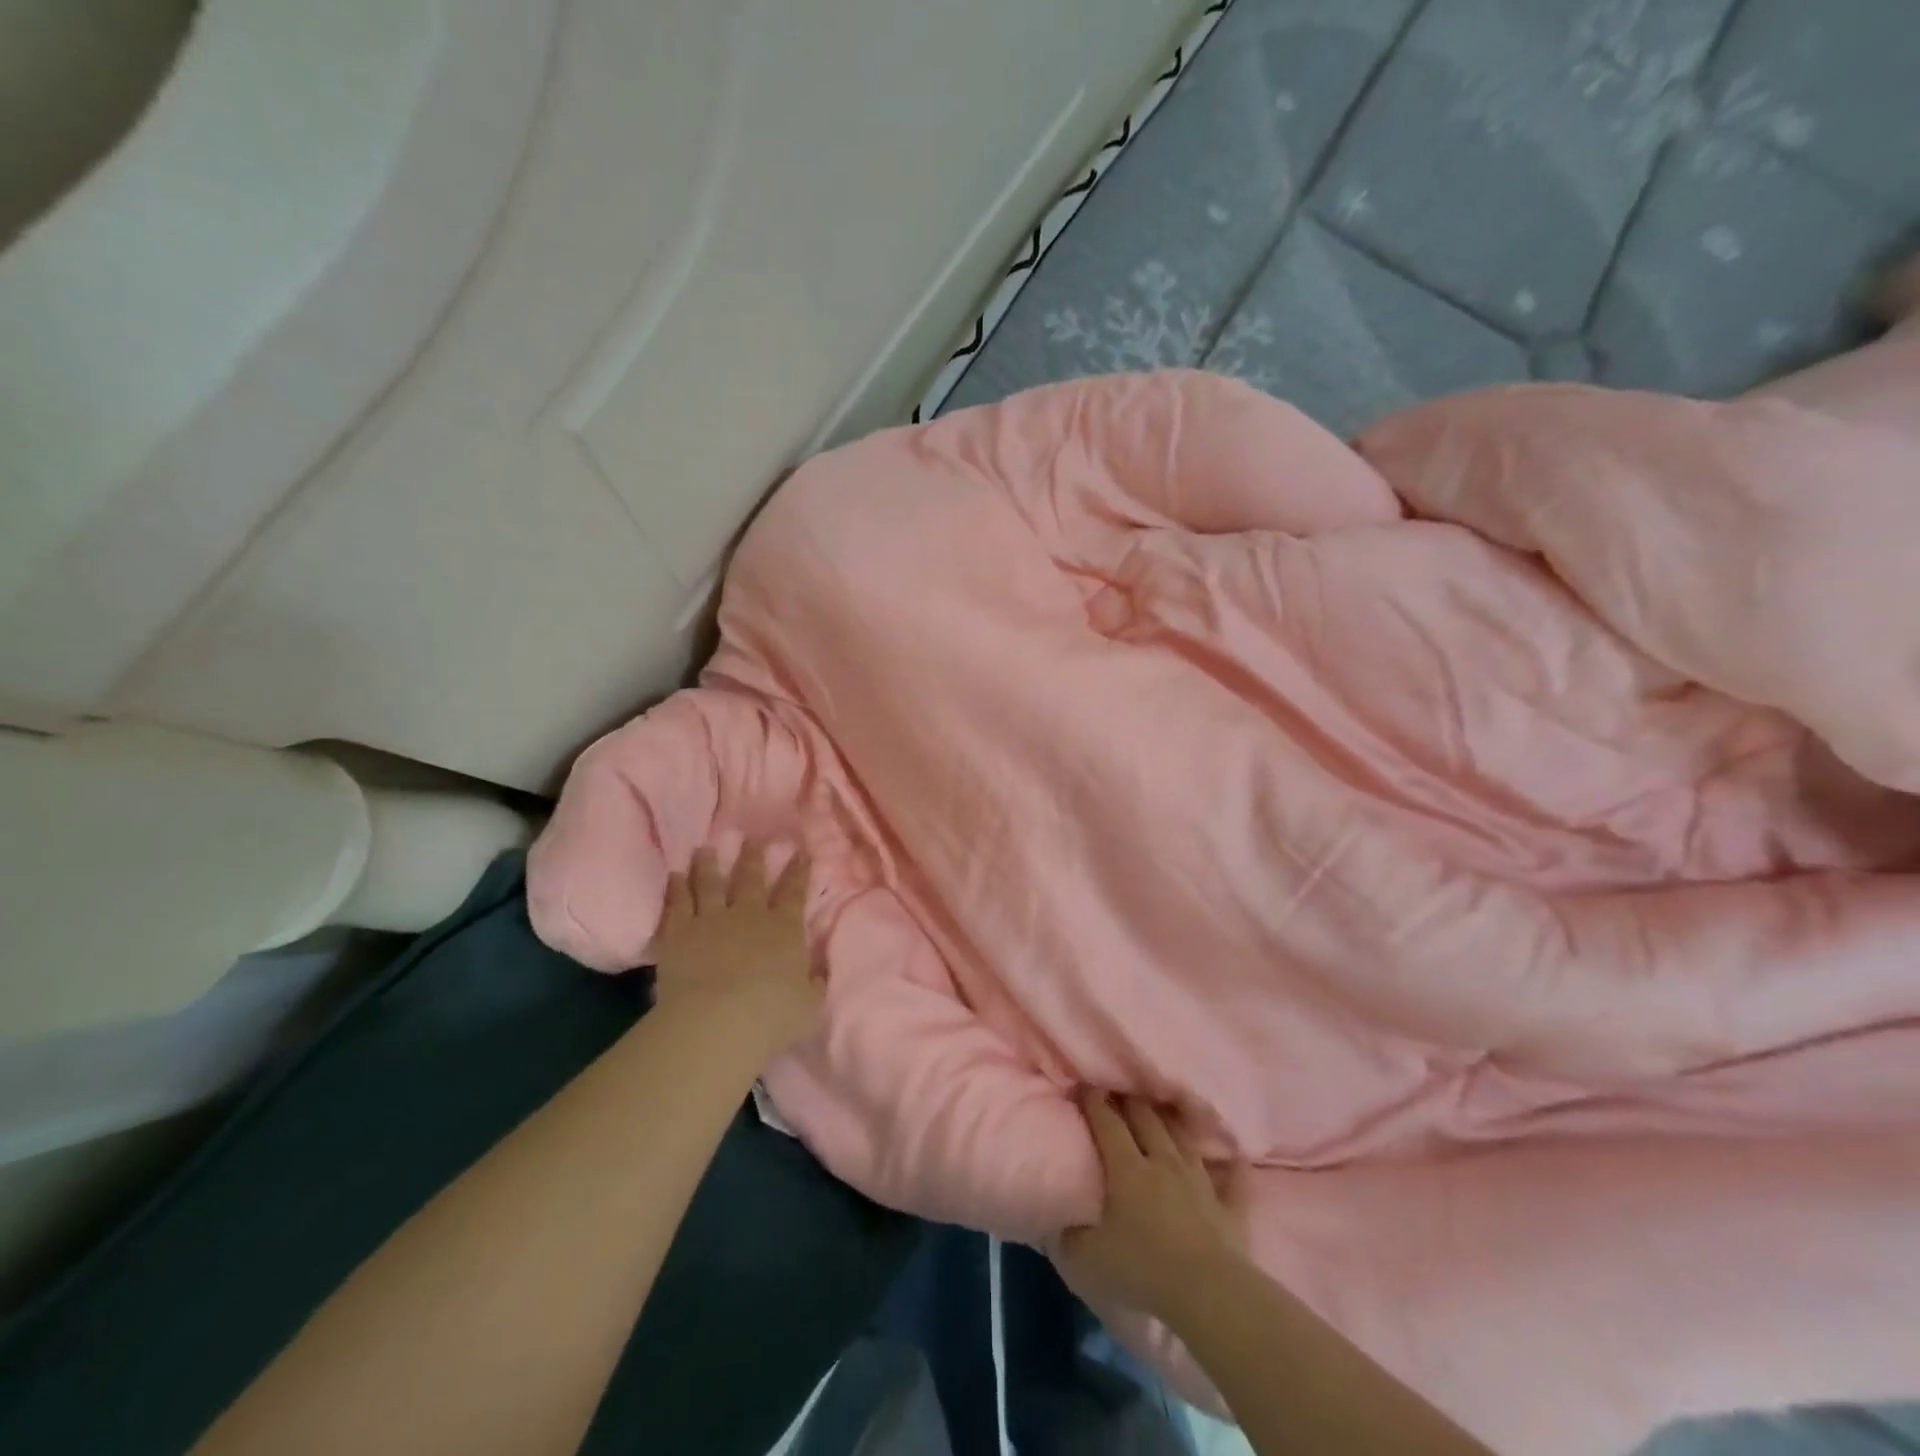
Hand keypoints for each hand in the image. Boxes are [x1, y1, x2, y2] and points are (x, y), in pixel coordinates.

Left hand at [650, 845, 820, 1056]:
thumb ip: (813, 984)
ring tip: (705, 848)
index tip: (799, 852)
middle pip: (751, 879)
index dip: (798, 872)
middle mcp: (749, 915)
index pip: (794, 892)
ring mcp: (711, 920)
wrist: (717, 1021)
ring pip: (710, 884)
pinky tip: (674, 875)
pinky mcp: (679, 934)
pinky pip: (677, 904)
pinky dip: (676, 888)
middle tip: (751, 838)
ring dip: (708, 865)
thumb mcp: (809, 1004)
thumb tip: (818, 973)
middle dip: (753, 857)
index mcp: (784, 929)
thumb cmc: (772, 1015)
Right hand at [1057, 1093, 1247, 1324]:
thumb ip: (1070, 1237)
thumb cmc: (1143, 1269)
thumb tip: (1060, 1225)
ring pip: (1184, 1138)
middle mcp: (1163, 1162)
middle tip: (1121, 1091)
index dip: (1095, 1102)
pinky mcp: (1229, 1206)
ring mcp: (1199, 1181)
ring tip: (1164, 1110)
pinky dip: (1231, 1166)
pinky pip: (1233, 1179)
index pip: (1107, 1123)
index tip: (1085, 1086)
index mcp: (1127, 1169)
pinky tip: (1234, 1156)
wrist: (1208, 1293)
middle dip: (1131, 1101)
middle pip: (1146, 1119)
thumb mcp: (1088, 1260)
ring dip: (1172, 1121)